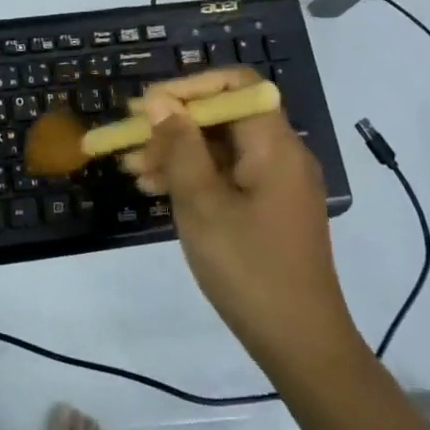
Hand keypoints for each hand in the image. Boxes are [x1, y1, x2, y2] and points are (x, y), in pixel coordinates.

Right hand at [126, 68, 363, 368]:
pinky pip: (227, 175)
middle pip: (224, 117)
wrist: (300, 344)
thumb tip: (162, 102)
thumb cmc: (248, 267)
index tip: (150, 105)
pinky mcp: (269, 209)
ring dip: (176, 152)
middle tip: (129, 139)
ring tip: (132, 170)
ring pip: (221, 148)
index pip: (237, 85)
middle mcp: (281, 154)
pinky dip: (193, 176)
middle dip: (174, 124)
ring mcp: (277, 183)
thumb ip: (180, 146)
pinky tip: (156, 190)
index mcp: (275, 144)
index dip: (191, 86)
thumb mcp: (202, 203)